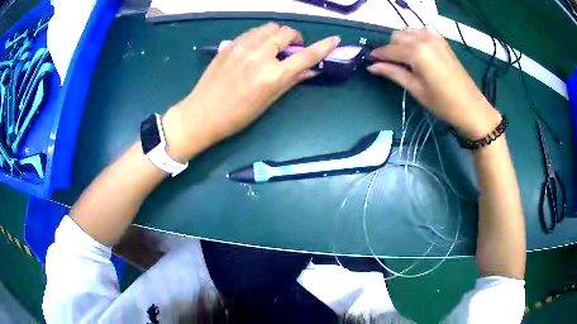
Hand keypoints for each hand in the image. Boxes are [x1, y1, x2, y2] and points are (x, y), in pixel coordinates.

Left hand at [162, 23, 339, 161]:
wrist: (201, 114)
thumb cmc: (236, 116)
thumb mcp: (267, 102)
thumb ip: (291, 81)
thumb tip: (312, 71)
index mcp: (272, 76)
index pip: (306, 55)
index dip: (324, 46)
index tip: (335, 39)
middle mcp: (259, 56)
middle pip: (286, 32)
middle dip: (295, 38)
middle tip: (291, 49)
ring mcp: (242, 47)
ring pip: (269, 27)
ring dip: (277, 34)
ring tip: (273, 47)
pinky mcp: (229, 45)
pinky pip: (252, 31)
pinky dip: (261, 35)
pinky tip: (257, 47)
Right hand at [367, 27, 500, 139]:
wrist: (471, 107)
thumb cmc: (443, 103)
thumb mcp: (416, 89)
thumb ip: (393, 73)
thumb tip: (372, 66)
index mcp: (416, 52)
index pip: (389, 49)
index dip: (377, 55)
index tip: (370, 61)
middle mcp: (423, 39)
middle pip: (397, 35)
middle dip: (390, 48)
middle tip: (391, 64)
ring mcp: (435, 38)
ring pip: (409, 31)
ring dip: (403, 41)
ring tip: (406, 58)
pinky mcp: (443, 42)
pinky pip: (423, 31)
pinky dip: (417, 36)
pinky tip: (420, 49)